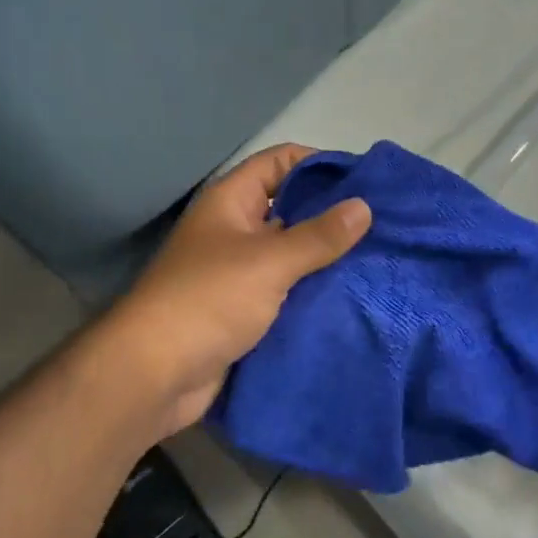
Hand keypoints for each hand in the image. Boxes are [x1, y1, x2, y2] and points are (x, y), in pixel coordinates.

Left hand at [102, 143, 370, 439]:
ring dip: (326, 259)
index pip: (279, 162)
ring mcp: (238, 272)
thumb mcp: (269, 261)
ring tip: (377, 260)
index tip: (365, 181)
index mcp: (231, 202)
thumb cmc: (208, 300)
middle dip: (331, 216)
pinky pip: (286, 292)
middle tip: (383, 225)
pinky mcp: (244, 311)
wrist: (154, 375)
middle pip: (289, 208)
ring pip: (291, 254)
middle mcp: (235, 230)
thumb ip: (318, 236)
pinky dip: (313, 292)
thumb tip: (364, 206)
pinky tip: (351, 296)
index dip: (319, 164)